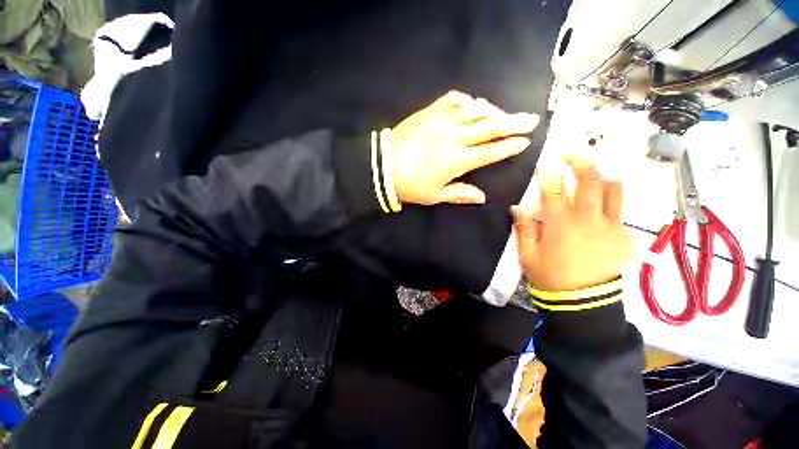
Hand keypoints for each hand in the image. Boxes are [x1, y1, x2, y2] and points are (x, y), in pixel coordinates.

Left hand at [389, 91, 539, 204]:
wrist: (382, 166)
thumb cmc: (409, 185)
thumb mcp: (434, 195)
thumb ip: (459, 194)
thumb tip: (482, 197)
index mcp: (457, 161)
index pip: (490, 151)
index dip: (508, 146)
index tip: (524, 142)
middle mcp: (454, 137)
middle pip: (490, 126)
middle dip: (514, 123)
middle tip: (531, 119)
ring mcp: (442, 121)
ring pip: (475, 110)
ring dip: (493, 111)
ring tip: (504, 114)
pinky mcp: (430, 111)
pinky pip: (454, 99)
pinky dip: (468, 101)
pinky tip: (473, 105)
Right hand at [513, 159, 633, 291]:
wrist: (582, 302)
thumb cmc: (549, 276)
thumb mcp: (527, 254)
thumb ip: (523, 228)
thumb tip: (518, 207)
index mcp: (561, 225)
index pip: (554, 192)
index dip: (549, 175)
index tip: (546, 164)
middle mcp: (589, 221)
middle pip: (590, 183)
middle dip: (582, 164)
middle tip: (574, 155)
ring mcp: (611, 228)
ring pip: (614, 192)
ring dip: (604, 177)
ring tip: (596, 172)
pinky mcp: (624, 238)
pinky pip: (620, 212)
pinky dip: (612, 202)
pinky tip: (602, 206)